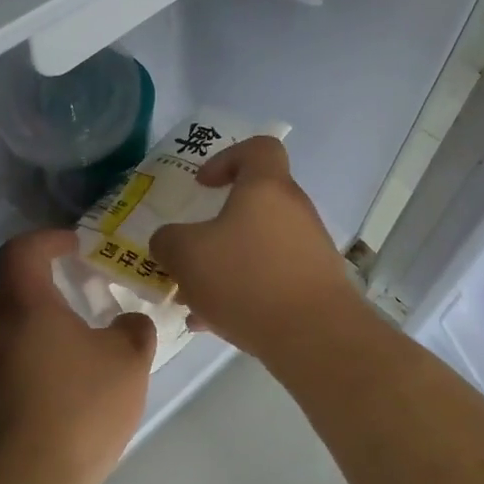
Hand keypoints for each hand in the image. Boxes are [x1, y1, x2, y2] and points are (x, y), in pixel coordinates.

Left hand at [0, 229, 155, 483]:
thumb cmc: (80, 407)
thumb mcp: (128, 360)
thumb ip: (134, 330)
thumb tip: (128, 323)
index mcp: (26, 307)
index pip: (22, 250)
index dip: (48, 239)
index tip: (76, 245)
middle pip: (17, 291)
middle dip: (52, 285)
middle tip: (88, 293)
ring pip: (18, 333)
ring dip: (49, 329)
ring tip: (89, 349)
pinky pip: (17, 369)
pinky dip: (44, 364)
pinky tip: (74, 393)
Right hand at [149, 137, 365, 362]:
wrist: (315, 335)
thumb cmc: (247, 278)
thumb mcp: (186, 255)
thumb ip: (167, 241)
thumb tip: (168, 241)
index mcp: (266, 187)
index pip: (258, 148)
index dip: (227, 158)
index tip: (203, 185)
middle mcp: (294, 210)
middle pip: (254, 202)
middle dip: (216, 226)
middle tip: (190, 251)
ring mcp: (309, 248)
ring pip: (258, 245)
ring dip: (226, 264)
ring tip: (193, 299)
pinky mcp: (315, 283)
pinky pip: (271, 276)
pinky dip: (244, 291)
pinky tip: (214, 323)